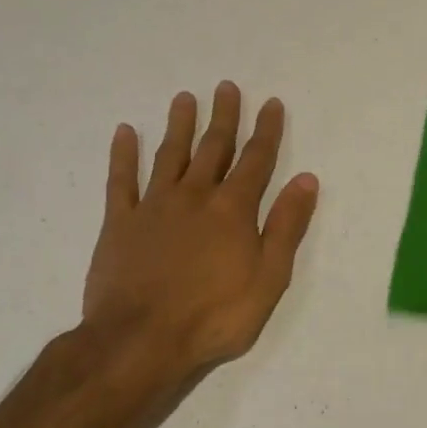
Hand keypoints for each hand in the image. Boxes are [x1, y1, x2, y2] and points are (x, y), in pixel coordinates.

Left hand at [83, 82, 319, 378]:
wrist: (140, 341)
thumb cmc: (214, 315)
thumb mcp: (269, 277)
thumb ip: (287, 225)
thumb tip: (306, 179)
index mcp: (233, 209)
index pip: (256, 160)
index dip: (266, 130)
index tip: (270, 103)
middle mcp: (195, 196)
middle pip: (213, 148)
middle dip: (223, 117)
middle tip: (226, 87)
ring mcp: (154, 207)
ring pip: (169, 155)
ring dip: (179, 125)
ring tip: (184, 97)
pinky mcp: (119, 223)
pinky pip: (121, 180)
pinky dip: (123, 155)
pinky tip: (125, 132)